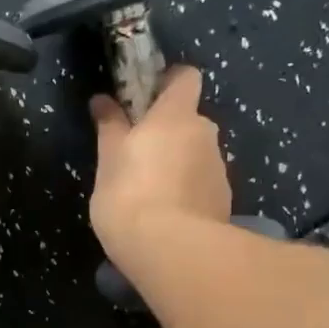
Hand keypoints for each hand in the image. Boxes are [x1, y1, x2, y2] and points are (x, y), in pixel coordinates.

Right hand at [88, 66, 230, 267]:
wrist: (172, 250)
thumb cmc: (130, 195)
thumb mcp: (108, 160)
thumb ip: (110, 126)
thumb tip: (103, 100)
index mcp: (176, 115)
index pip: (185, 77)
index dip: (167, 82)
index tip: (145, 98)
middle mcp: (206, 134)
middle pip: (190, 120)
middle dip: (168, 132)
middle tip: (138, 155)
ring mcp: (219, 169)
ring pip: (197, 155)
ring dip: (178, 164)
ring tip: (150, 193)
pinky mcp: (225, 201)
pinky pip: (202, 185)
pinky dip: (187, 192)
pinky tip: (166, 216)